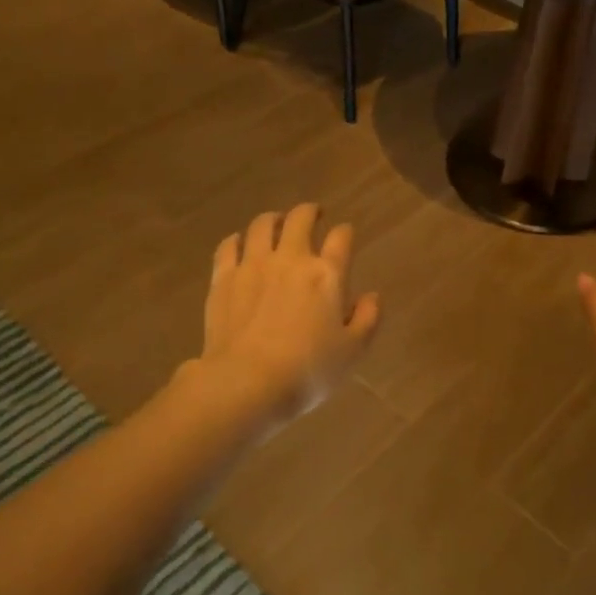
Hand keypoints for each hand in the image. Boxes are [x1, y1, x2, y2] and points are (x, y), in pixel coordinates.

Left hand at [194, 203, 380, 430]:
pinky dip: (237, 239)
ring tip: (276, 223)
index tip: (345, 234)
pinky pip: (228, 246)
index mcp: (327, 275)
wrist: (247, 382)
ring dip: (273, 219)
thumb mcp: (352, 351)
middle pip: (300, 219)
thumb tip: (372, 296)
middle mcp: (291, 259)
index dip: (345, 232)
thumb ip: (367, 319)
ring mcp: (253, 265)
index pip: (341, 238)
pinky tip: (239, 243)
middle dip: (309, 212)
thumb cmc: (307, 370)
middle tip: (313, 214)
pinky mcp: (223, 278)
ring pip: (262, 225)